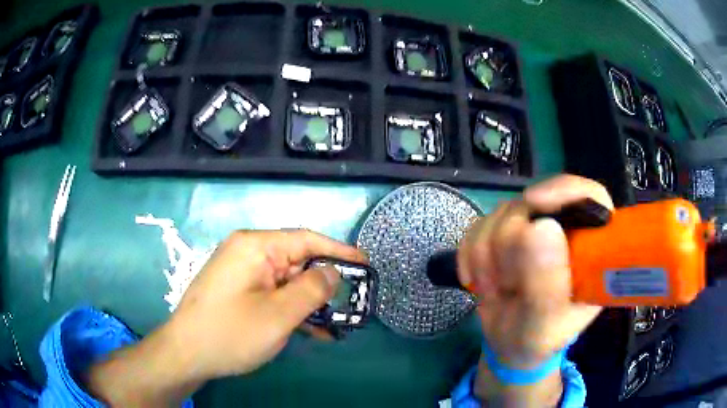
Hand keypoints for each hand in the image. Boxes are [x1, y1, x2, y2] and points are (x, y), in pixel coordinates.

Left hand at [88, 229, 366, 406]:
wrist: (186, 353)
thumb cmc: (230, 333)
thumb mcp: (278, 314)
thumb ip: (312, 290)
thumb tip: (334, 272)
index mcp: (255, 246)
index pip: (306, 240)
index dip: (339, 251)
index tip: (366, 264)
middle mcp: (248, 252)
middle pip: (297, 261)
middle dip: (325, 283)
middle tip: (353, 303)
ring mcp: (243, 272)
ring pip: (287, 281)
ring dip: (310, 302)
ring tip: (337, 323)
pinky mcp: (240, 290)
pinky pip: (273, 294)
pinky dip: (293, 309)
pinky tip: (312, 330)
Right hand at [457, 175, 611, 403]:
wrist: (509, 346)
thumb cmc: (537, 341)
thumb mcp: (545, 327)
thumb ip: (546, 285)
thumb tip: (539, 227)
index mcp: (591, 249)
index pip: (589, 196)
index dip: (563, 191)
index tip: (533, 204)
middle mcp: (565, 230)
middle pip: (533, 203)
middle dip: (509, 247)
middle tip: (507, 285)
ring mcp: (533, 227)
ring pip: (500, 214)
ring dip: (486, 258)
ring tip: (495, 291)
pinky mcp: (504, 231)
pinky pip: (477, 226)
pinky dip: (470, 256)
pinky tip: (477, 281)